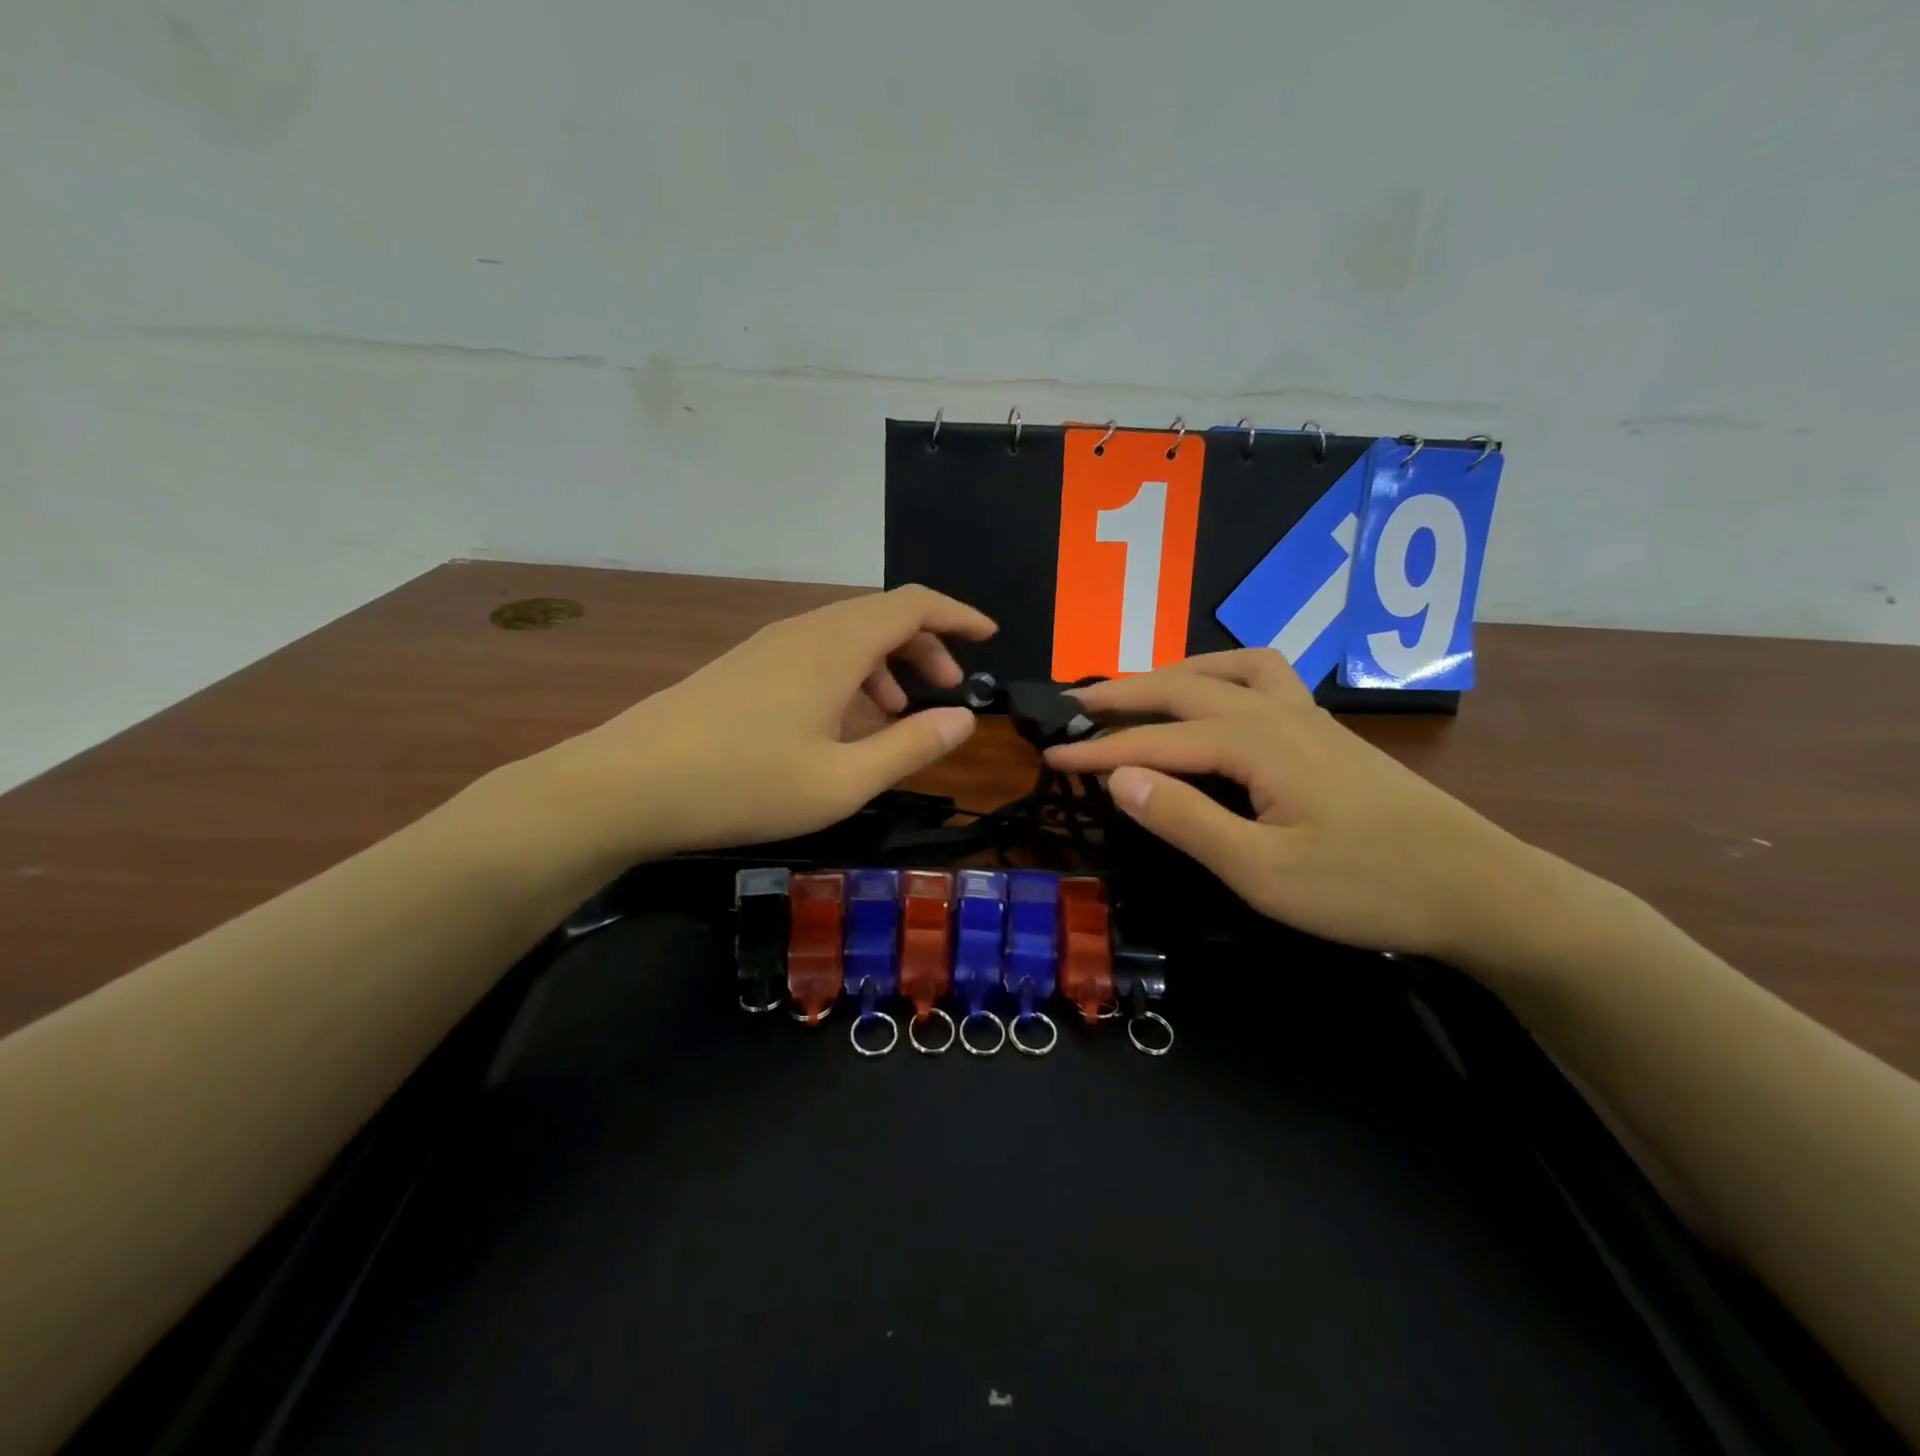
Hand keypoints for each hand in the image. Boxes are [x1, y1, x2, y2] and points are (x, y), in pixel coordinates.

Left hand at [520, 586, 994, 865]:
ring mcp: (766, 647)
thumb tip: (964, 718)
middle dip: (926, 646)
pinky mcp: (742, 668)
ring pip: (845, 636)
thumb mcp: (843, 781)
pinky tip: (842, 723)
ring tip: (900, 712)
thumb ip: (910, 747)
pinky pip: (814, 655)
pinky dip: (848, 676)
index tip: (990, 636)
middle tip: (948, 690)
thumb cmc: (745, 785)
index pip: (912, 604)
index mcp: (834, 646)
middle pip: (880, 616)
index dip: (957, 614)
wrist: (626, 786)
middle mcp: (803, 631)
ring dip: (885, 664)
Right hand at [1045, 649, 1544, 961]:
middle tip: (1071, 705)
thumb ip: (1187, 820)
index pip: (1154, 741)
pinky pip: (1261, 677)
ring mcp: (1305, 716)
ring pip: (1224, 669)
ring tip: (1136, 691)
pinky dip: (1221, 672)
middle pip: (1181, 686)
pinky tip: (1216, 696)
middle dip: (1120, 695)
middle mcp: (1275, 712)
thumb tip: (1119, 779)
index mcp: (1253, 743)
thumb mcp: (1263, 873)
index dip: (1097, 749)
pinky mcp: (1323, 731)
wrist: (1478, 889)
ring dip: (1170, 673)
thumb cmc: (1367, 887)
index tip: (1048, 754)